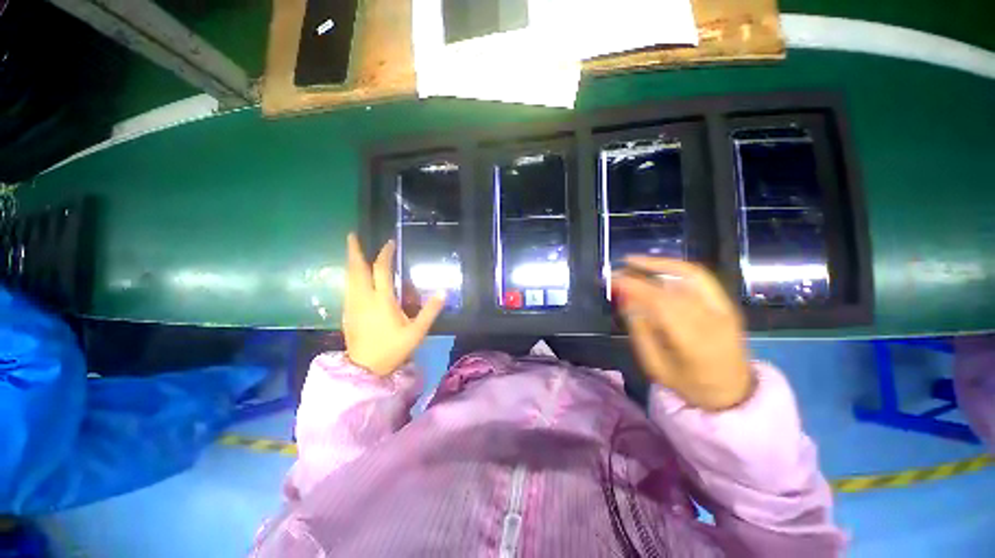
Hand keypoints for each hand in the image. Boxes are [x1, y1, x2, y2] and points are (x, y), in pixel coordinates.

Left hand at [342, 233, 444, 375]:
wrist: (364, 369)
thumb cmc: (392, 349)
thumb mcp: (417, 332)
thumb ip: (430, 311)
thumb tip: (444, 292)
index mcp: (381, 300)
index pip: (381, 270)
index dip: (385, 254)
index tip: (389, 243)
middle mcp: (363, 298)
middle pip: (356, 269)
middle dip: (354, 251)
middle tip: (353, 235)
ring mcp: (352, 305)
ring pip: (349, 278)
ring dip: (351, 262)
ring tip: (354, 251)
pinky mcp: (347, 312)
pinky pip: (348, 287)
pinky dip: (351, 276)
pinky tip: (355, 276)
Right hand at [614, 256, 752, 410]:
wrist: (733, 392)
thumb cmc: (689, 385)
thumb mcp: (655, 366)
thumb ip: (640, 331)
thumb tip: (625, 299)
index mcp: (694, 343)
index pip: (660, 303)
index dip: (634, 287)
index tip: (612, 280)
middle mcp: (713, 320)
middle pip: (672, 287)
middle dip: (640, 275)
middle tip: (616, 272)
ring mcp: (724, 309)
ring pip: (689, 275)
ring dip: (658, 264)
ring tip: (633, 261)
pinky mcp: (727, 303)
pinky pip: (700, 278)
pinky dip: (676, 268)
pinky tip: (657, 266)